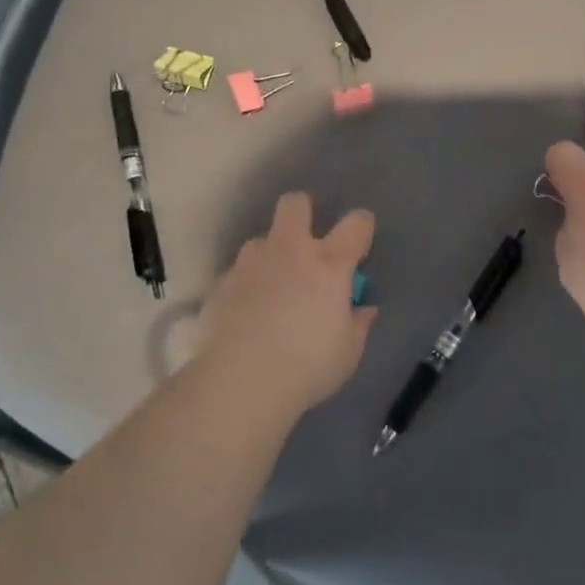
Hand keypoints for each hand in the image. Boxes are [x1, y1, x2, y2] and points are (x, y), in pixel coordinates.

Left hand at [195, 192, 377, 416]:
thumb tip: (363, 310)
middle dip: (302, 211)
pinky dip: (245, 288)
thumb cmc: (307, 366)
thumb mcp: (347, 353)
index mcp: (329, 264)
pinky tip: (244, 317)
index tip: (360, 242)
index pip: (355, 224)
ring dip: (269, 257)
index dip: (361, 227)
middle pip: (295, 204)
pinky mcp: (221, 284)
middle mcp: (289, 251)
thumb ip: (357, 325)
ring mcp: (251, 264)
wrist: (240, 380)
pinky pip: (238, 275)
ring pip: (260, 241)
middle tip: (304, 241)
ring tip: (270, 290)